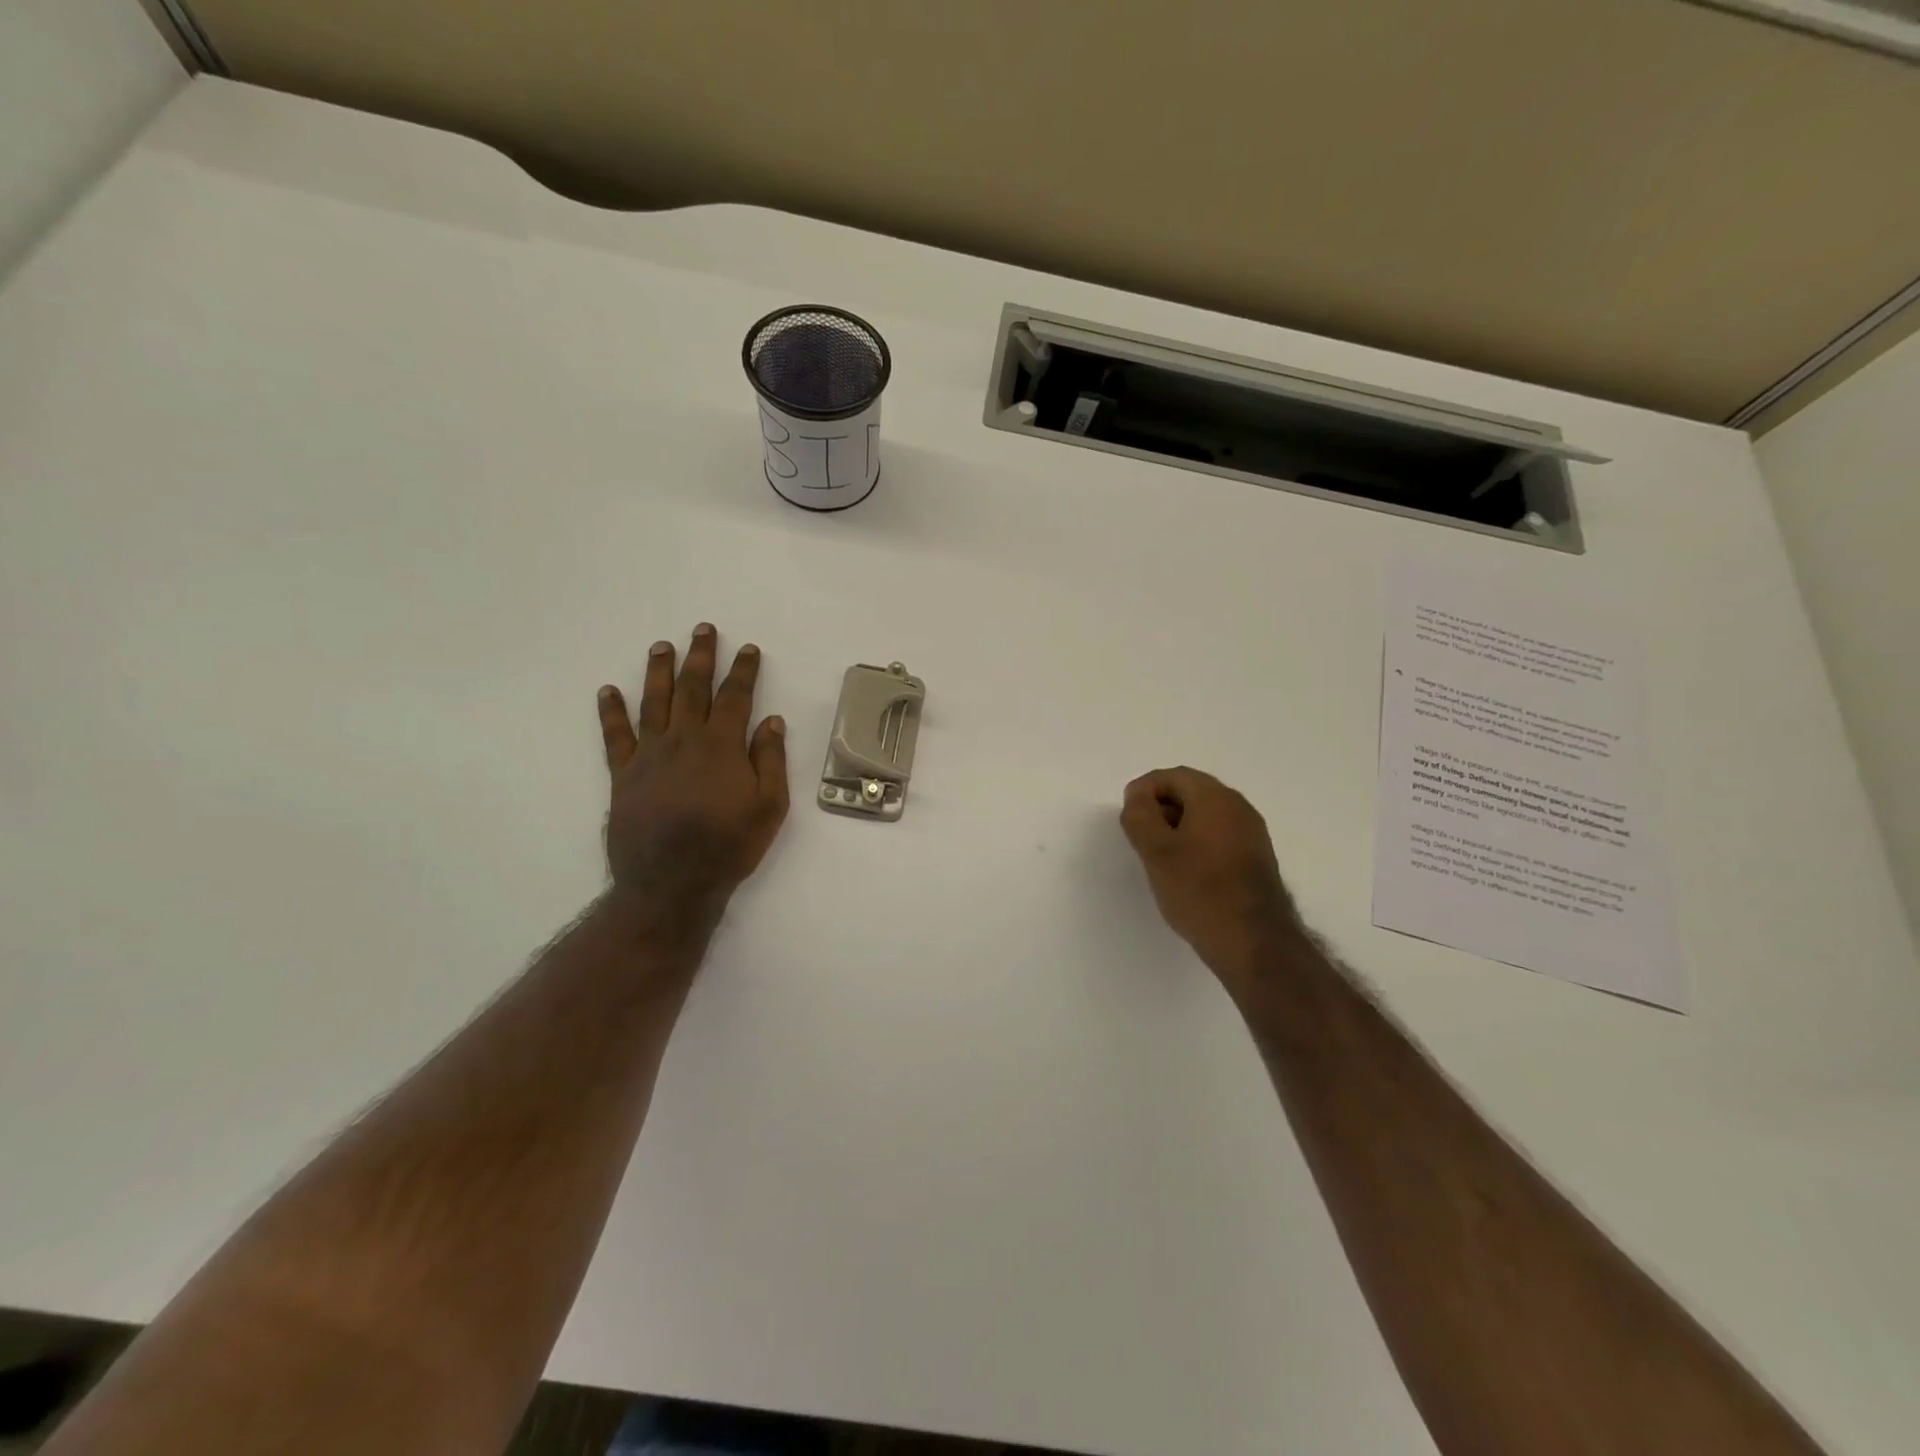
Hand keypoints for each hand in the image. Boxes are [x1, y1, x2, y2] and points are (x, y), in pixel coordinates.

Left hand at [596, 624, 789, 930]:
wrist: (671, 882)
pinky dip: (611, 711)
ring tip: (661, 645)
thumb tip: (771, 721)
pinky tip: (608, 691)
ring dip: (658, 671)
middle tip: (702, 629)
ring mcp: (649, 755)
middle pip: (692, 688)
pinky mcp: (623, 774)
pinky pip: (615, 736)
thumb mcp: (770, 806)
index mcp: (722, 746)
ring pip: (654, 701)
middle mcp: (684, 739)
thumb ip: (770, 760)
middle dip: (700, 656)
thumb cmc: (729, 845)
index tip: (748, 648)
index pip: (735, 697)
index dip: (743, 670)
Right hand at [1120, 767, 1304, 979]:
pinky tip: (1185, 873)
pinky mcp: (1255, 859)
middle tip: (1139, 837)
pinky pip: (1219, 836)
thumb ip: (1140, 816)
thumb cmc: (1199, 891)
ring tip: (1158, 858)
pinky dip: (1196, 843)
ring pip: (1205, 816)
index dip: (1144, 790)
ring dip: (1177, 828)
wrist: (1254, 942)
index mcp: (1216, 798)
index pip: (1173, 776)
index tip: (1128, 817)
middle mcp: (1239, 807)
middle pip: (1191, 792)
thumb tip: (1138, 797)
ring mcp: (1252, 834)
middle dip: (1160, 808)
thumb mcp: (1156, 851)